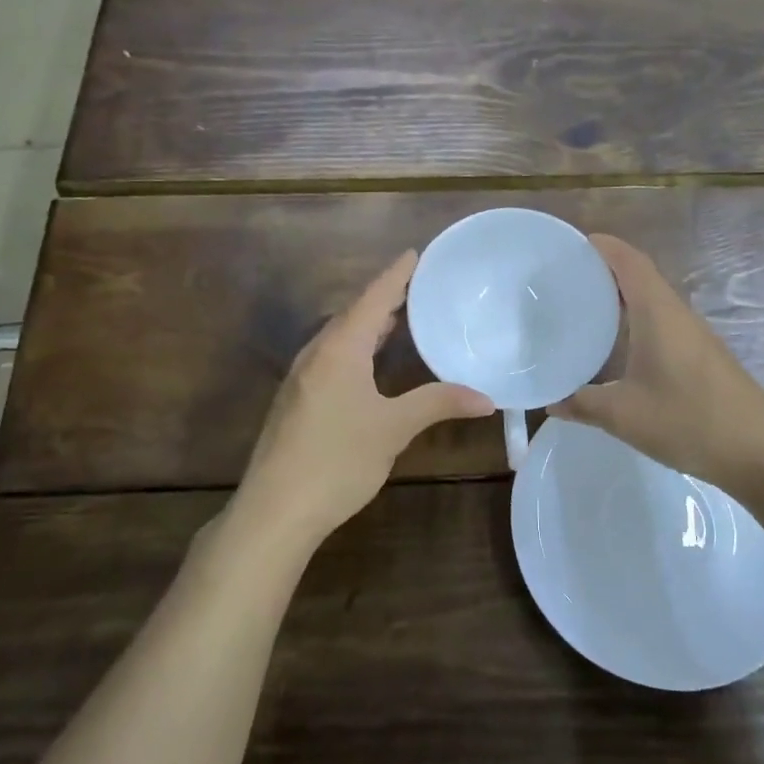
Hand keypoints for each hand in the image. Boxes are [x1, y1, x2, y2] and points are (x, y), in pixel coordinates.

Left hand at [232, 251, 492, 550]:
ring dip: (368, 325)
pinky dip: (356, 348)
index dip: (396, 275)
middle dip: (383, 298)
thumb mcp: (393, 429)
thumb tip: (487, 398)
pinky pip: (331, 357)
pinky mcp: (296, 401)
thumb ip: (438, 404)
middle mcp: (316, 353)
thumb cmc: (337, 459)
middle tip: (417, 287)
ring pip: (339, 337)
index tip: (415, 253)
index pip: (373, 298)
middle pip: (353, 314)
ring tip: (398, 320)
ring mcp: (301, 378)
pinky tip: (369, 365)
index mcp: (340, 348)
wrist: (275, 510)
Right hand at [550, 235, 763, 497]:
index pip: (629, 261)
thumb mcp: (623, 415)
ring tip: (583, 307)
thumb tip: (550, 400)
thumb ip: (582, 403)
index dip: (601, 246)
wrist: (760, 453)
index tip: (569, 245)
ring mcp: (694, 335)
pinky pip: (662, 323)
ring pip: (652, 301)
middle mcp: (677, 314)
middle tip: (564, 279)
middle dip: (603, 270)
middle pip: (640, 275)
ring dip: (621, 297)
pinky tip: (618, 347)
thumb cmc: (688, 421)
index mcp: (658, 313)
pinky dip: (635, 321)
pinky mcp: (702, 356)